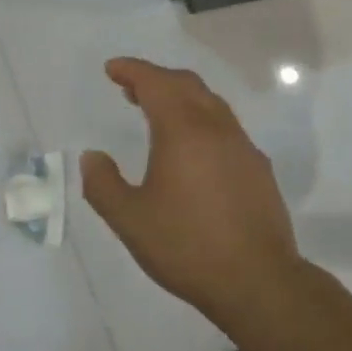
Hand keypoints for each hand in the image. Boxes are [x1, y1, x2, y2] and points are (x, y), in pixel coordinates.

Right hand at [81, 58, 302, 328]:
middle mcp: (215, 126)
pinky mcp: (258, 167)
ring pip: (209, 102)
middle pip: (185, 84)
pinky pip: (225, 126)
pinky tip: (194, 150)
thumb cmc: (188, 246)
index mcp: (182, 129)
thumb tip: (92, 157)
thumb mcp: (130, 220)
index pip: (155, 82)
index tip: (111, 69)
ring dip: (180, 97)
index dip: (132, 70)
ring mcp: (242, 145)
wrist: (259, 282)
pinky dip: (201, 119)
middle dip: (156, 78)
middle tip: (130, 89)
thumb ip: (103, 184)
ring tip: (158, 114)